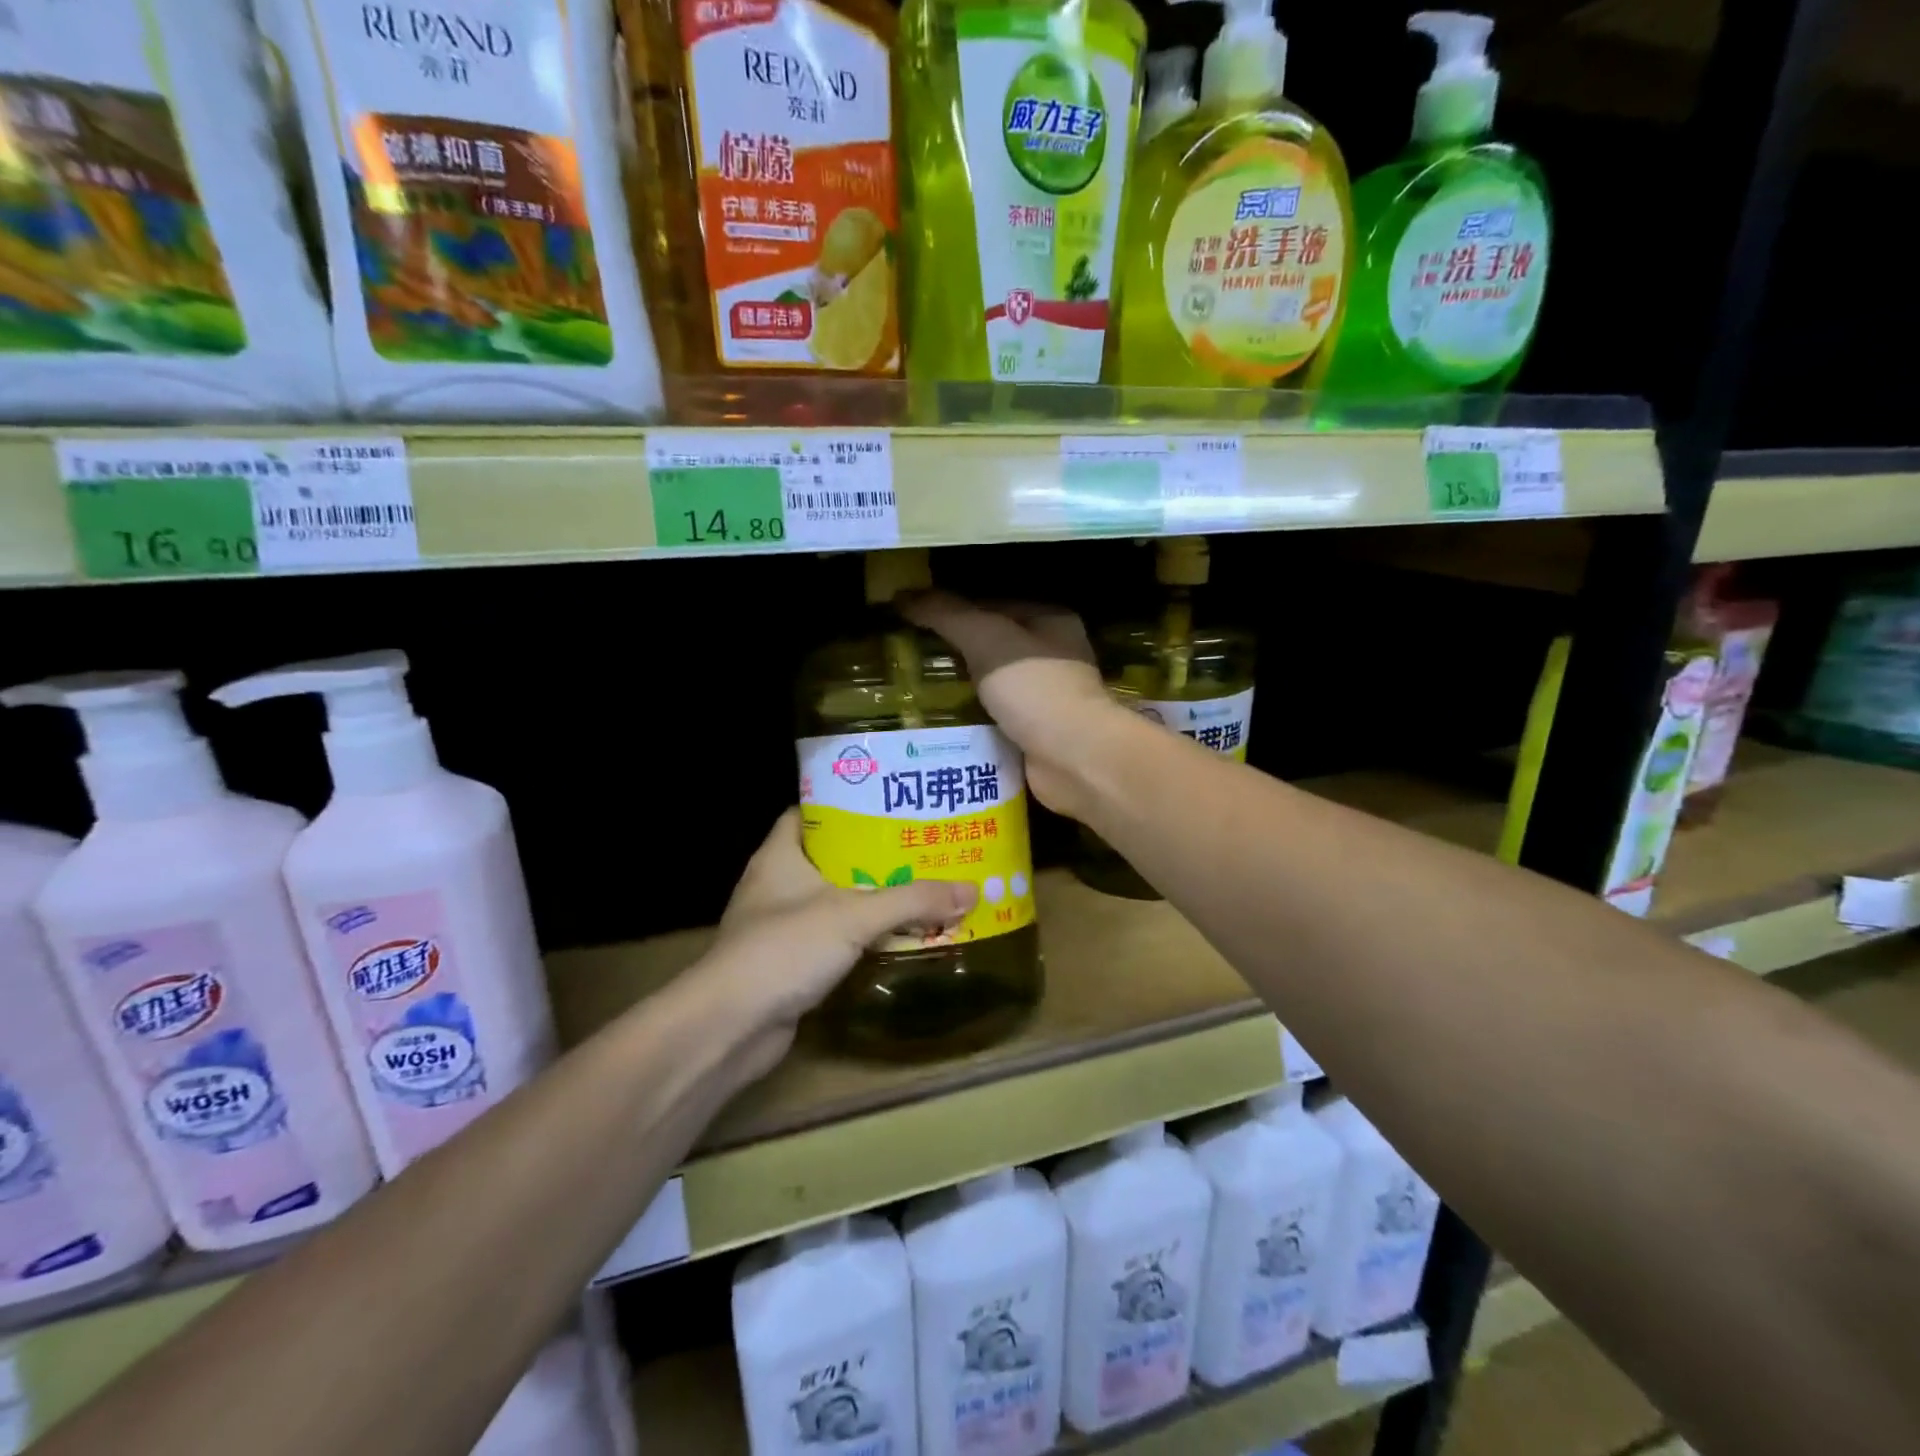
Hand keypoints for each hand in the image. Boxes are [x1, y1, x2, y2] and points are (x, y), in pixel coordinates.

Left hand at [698, 810, 975, 1071]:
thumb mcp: (854, 915)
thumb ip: (912, 901)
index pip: (808, 813)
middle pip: (828, 857)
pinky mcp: (788, 963)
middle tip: (917, 846)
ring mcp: (779, 926)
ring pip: (832, 900)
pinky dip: (860, 936)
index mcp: (779, 856)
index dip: (844, 804)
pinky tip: (894, 936)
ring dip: (869, 898)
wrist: (731, 1027)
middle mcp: (775, 885)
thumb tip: (971, 890)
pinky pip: (832, 938)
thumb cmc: (784, 948)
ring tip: (917, 887)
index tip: (886, 803)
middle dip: (871, 853)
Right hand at [900, 591, 1127, 817]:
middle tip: (907, 659)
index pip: (992, 605)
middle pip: (991, 646)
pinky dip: (970, 723)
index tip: (912, 621)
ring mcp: (1046, 698)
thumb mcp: (985, 638)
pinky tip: (937, 725)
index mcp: (1050, 621)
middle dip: (952, 653)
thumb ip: (945, 614)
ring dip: (958, 691)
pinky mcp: (1036, 735)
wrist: (1073, 758)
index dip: (952, 610)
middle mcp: (1053, 656)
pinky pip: (994, 721)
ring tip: (912, 693)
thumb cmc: (1034, 687)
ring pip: (991, 686)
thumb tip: (901, 595)